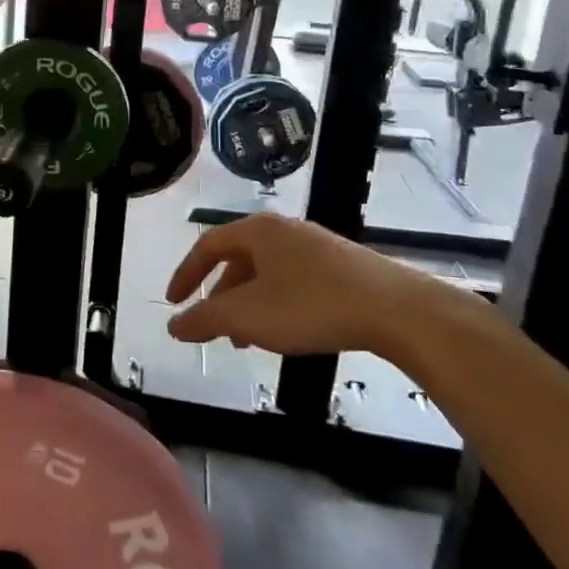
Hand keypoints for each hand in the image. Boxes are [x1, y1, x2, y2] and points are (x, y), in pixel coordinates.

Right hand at [164, 213, 445, 358]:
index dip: (186, 274)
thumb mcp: (248, 316)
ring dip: (249, 304)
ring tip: (249, 339)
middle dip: (221, 297)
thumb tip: (173, 325)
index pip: (207, 246)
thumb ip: (205, 320)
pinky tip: (287, 331)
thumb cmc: (310, 305)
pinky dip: (277, 303)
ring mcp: (315, 245)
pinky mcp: (341, 264)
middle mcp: (283, 229)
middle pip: (238, 259)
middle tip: (215, 329)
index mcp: (256, 230)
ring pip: (267, 273)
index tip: (173, 302)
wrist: (395, 309)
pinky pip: (293, 280)